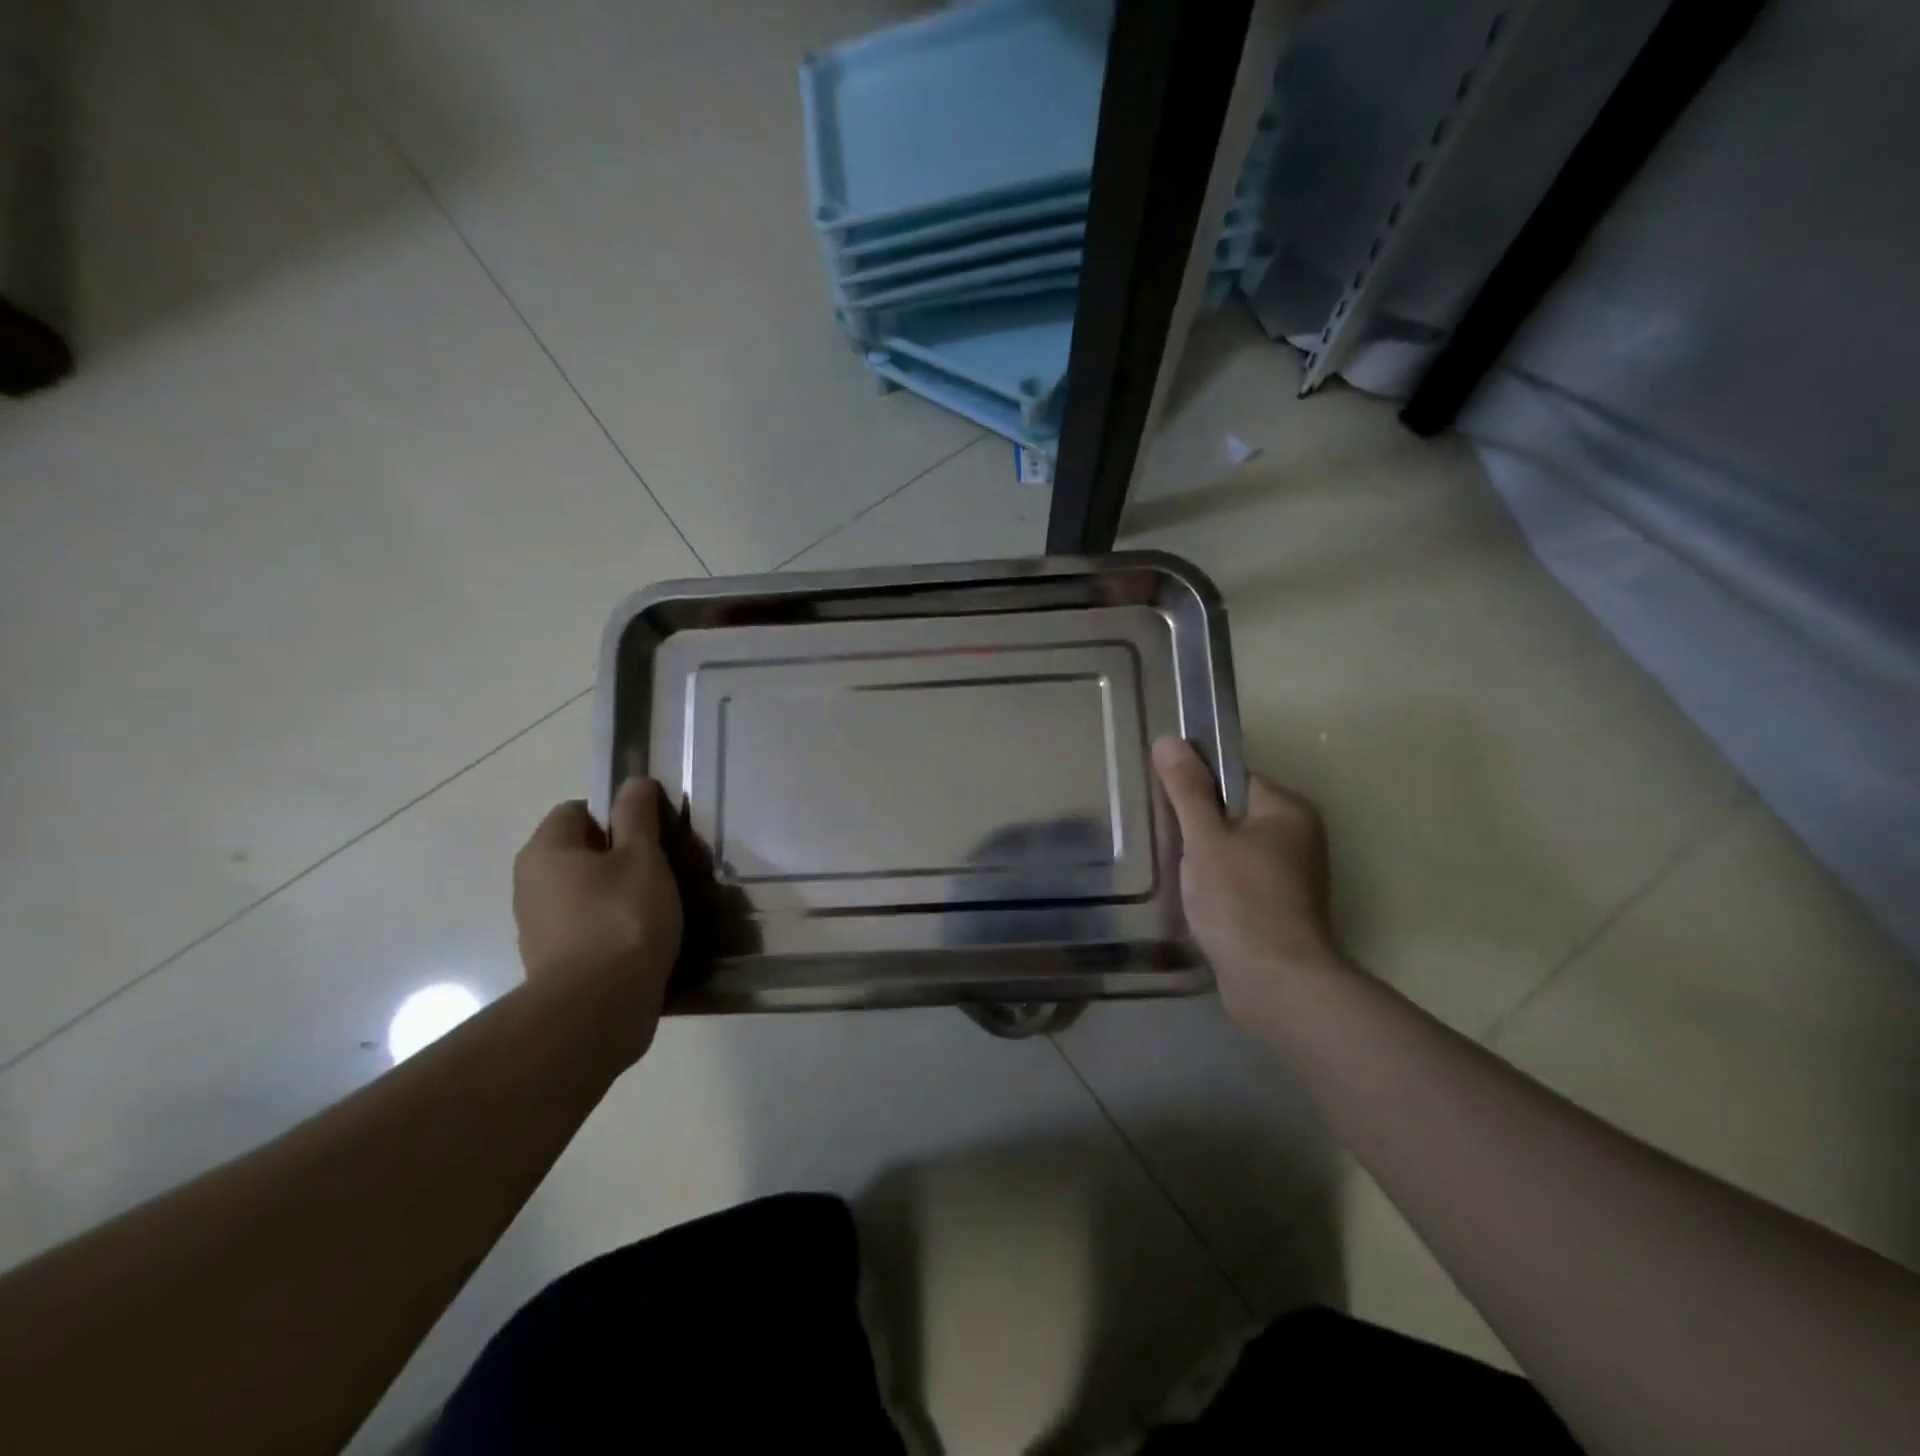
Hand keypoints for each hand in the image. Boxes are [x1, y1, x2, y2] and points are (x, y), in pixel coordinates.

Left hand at [512, 779, 684, 1058]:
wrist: (597, 1009)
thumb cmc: (622, 919)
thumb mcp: (642, 858)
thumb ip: (638, 817)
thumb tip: (633, 781)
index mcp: (545, 850)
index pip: (578, 810)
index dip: (617, 815)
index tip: (651, 836)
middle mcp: (530, 884)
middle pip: (581, 852)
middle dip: (621, 857)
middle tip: (662, 870)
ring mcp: (537, 926)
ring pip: (585, 892)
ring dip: (618, 894)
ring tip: (658, 909)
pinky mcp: (552, 962)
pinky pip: (586, 927)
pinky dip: (611, 927)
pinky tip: (643, 941)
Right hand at [1153, 737, 1342, 1027]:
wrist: (1276, 983)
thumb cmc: (1240, 900)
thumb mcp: (1205, 838)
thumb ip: (1187, 790)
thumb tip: (1169, 739)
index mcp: (1288, 810)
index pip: (1233, 779)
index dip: (1196, 789)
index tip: (1165, 806)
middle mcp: (1298, 838)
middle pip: (1233, 815)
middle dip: (1197, 827)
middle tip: (1163, 840)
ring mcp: (1292, 878)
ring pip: (1234, 852)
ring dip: (1204, 860)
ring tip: (1174, 872)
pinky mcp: (1281, 911)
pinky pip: (1240, 882)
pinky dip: (1217, 887)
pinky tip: (1194, 901)